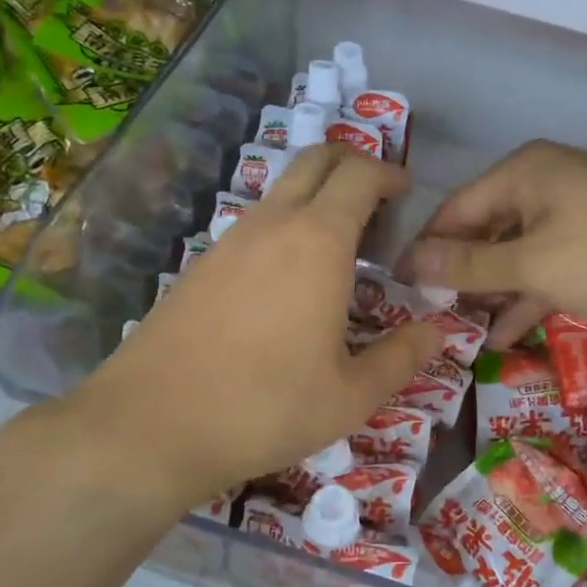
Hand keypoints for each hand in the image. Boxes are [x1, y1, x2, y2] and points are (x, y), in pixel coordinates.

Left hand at [23, 145, 441, 516]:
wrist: (149, 426)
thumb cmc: (266, 407)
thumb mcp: (351, 395)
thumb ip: (402, 357)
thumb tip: (436, 331)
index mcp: (319, 241)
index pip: (360, 174)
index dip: (389, 173)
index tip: (407, 193)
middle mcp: (273, 224)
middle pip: (316, 160)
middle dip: (352, 164)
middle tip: (378, 202)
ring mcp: (229, 240)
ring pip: (281, 191)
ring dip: (317, 198)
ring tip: (341, 247)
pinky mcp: (201, 265)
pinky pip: (255, 224)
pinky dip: (285, 227)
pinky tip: (289, 281)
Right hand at [400, 141, 586, 346]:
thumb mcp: (533, 263)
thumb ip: (471, 266)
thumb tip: (412, 262)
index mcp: (519, 175)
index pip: (454, 211)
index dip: (426, 250)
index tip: (401, 290)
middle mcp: (539, 185)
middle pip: (484, 232)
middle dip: (460, 277)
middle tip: (431, 320)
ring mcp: (569, 213)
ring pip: (515, 253)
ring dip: (493, 292)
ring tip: (463, 334)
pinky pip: (546, 265)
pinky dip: (528, 295)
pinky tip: (505, 335)